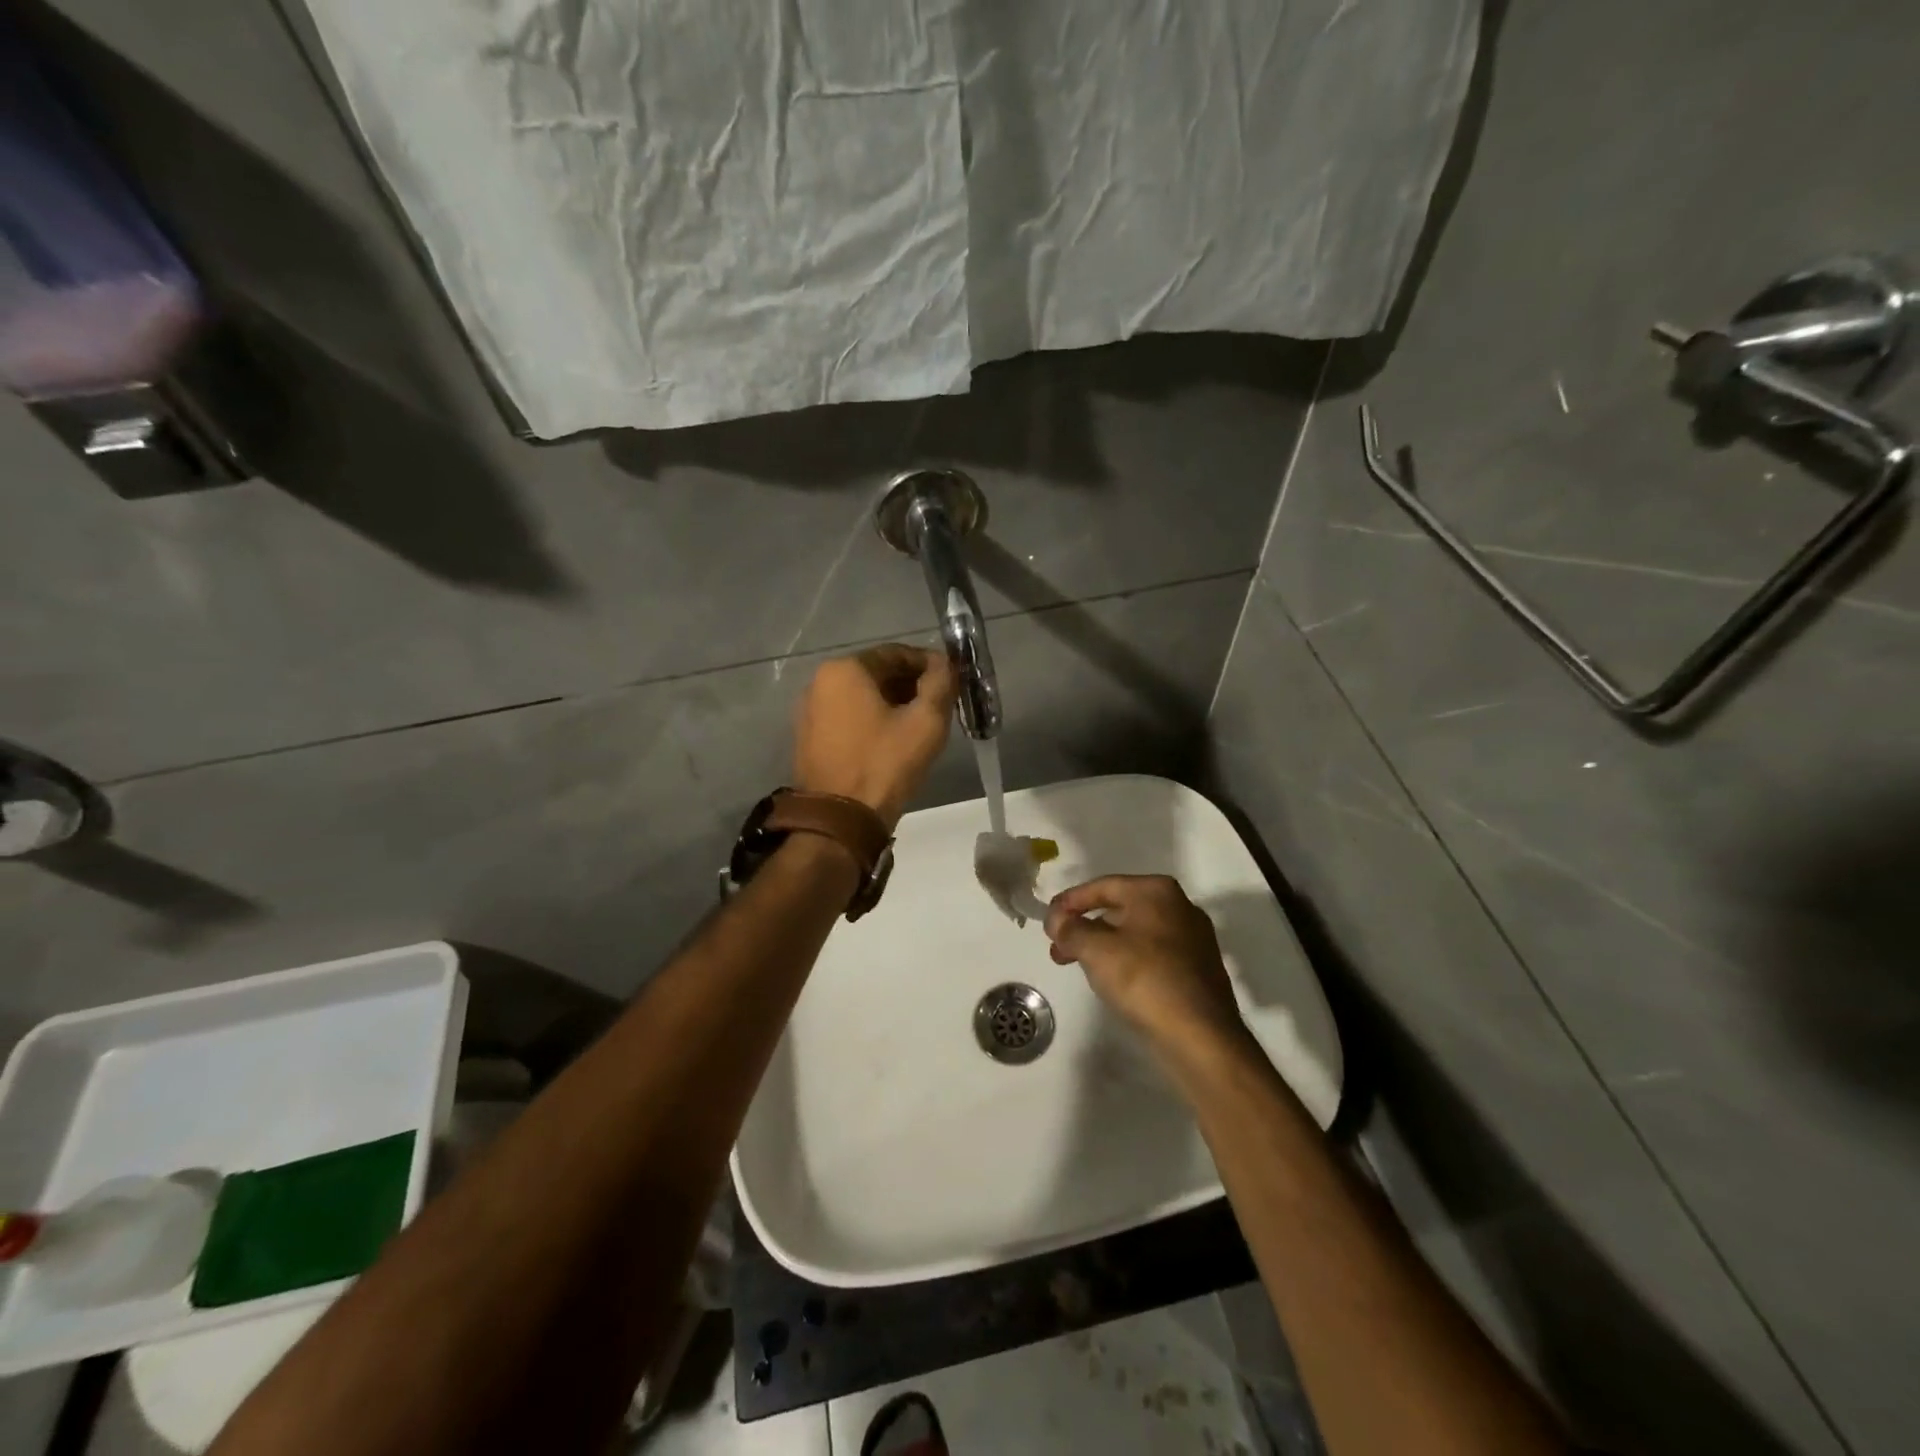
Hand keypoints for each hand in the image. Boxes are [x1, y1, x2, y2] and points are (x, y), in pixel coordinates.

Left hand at [794, 645, 956, 827]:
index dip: (930, 665)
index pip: (897, 653)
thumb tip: (945, 663)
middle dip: (911, 685)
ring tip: (920, 727)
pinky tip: (893, 742)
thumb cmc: (885, 764)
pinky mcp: (809, 738)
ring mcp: (810, 711)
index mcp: (845, 669)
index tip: (951, 682)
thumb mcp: (926, 721)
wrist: (840, 821)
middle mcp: (820, 682)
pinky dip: (872, 721)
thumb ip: (941, 682)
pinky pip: (848, 717)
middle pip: (877, 674)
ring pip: (862, 697)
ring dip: (893, 704)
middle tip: (940, 707)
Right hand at [1045, 875, 1245, 1053]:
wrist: (1201, 1036)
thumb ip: (1070, 929)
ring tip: (1078, 966)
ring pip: (1134, 933)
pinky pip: (1152, 955)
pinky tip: (1113, 980)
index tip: (1047, 922)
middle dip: (1084, 927)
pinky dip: (1127, 960)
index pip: (1102, 886)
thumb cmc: (1144, 980)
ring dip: (1102, 946)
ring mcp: (1192, 938)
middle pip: (1119, 909)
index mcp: (1156, 891)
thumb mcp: (1095, 950)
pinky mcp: (1197, 968)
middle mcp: (1179, 906)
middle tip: (1057, 948)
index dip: (1069, 902)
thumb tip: (1057, 920)